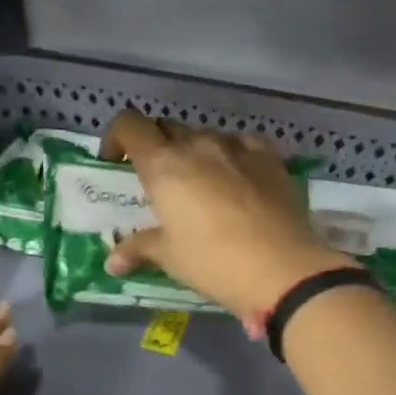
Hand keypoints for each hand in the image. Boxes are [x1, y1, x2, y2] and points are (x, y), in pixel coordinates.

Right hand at [99, 108, 354, 318]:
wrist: (282, 269)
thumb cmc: (213, 262)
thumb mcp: (170, 257)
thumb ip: (140, 248)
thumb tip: (113, 261)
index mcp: (164, 165)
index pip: (130, 125)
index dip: (117, 137)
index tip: (115, 161)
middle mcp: (198, 145)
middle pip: (167, 128)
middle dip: (156, 147)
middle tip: (157, 180)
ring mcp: (237, 147)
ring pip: (205, 136)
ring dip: (194, 152)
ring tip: (200, 184)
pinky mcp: (270, 157)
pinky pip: (243, 144)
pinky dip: (232, 154)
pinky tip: (237, 177)